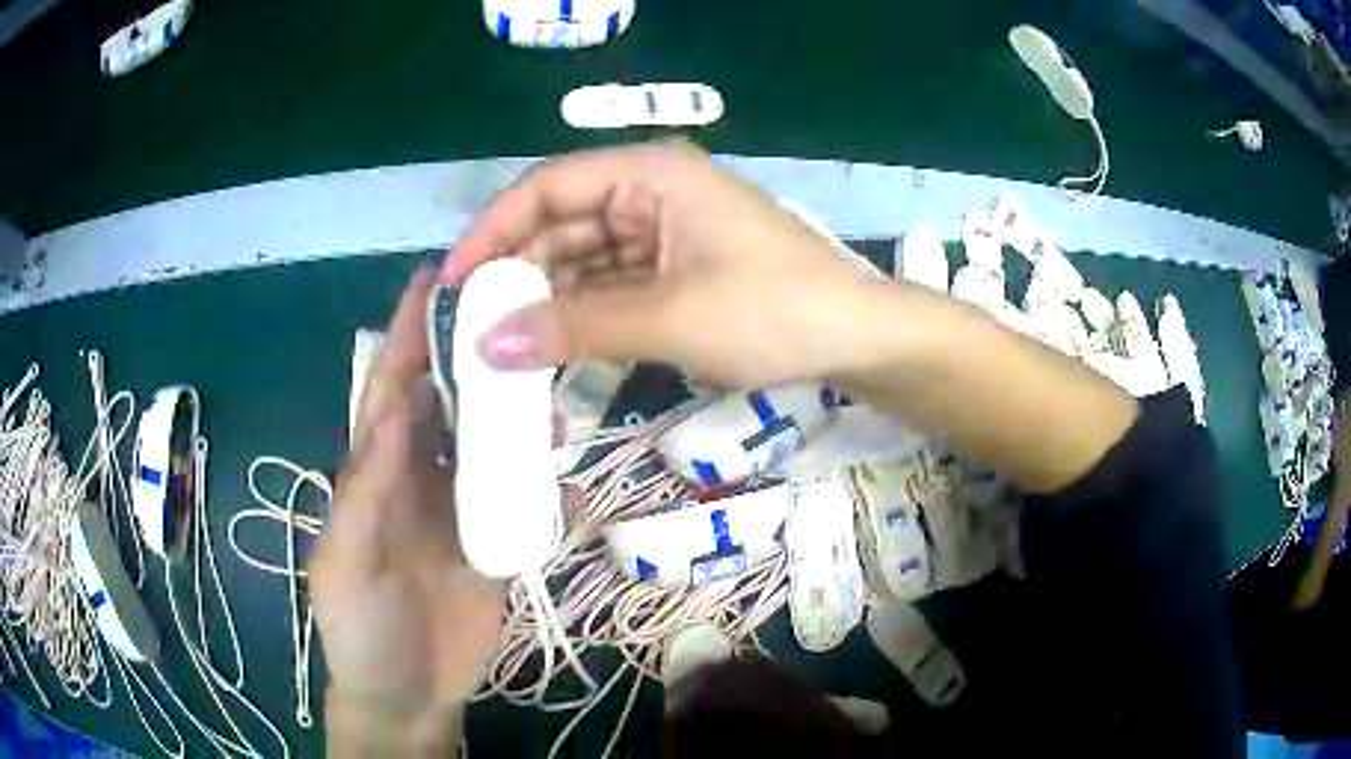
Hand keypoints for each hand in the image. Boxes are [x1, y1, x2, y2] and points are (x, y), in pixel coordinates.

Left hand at [309, 269, 505, 743]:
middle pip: (450, 403)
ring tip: (551, 383)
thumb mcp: (345, 561)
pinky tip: (568, 461)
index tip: (435, 278)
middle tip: (516, 312)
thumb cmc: (358, 628)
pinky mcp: (498, 543)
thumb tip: (395, 405)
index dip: (408, 334)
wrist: (406, 696)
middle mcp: (420, 476)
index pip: (391, 388)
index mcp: (375, 471)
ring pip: (493, 444)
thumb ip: (365, 490)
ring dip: (518, 413)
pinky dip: (546, 477)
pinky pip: (525, 499)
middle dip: (475, 356)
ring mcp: (462, 508)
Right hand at [442, 143, 877, 386]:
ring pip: (582, 260)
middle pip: (560, 224)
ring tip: (503, 347)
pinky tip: (550, 346)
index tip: (454, 282)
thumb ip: (573, 328)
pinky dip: (581, 315)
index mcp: (648, 173)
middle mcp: (649, 191)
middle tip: (473, 329)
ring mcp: (663, 232)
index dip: (492, 231)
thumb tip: (487, 347)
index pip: (546, 187)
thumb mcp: (667, 317)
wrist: (855, 339)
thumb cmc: (771, 310)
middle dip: (516, 274)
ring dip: (545, 300)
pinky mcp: (675, 268)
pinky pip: (610, 285)